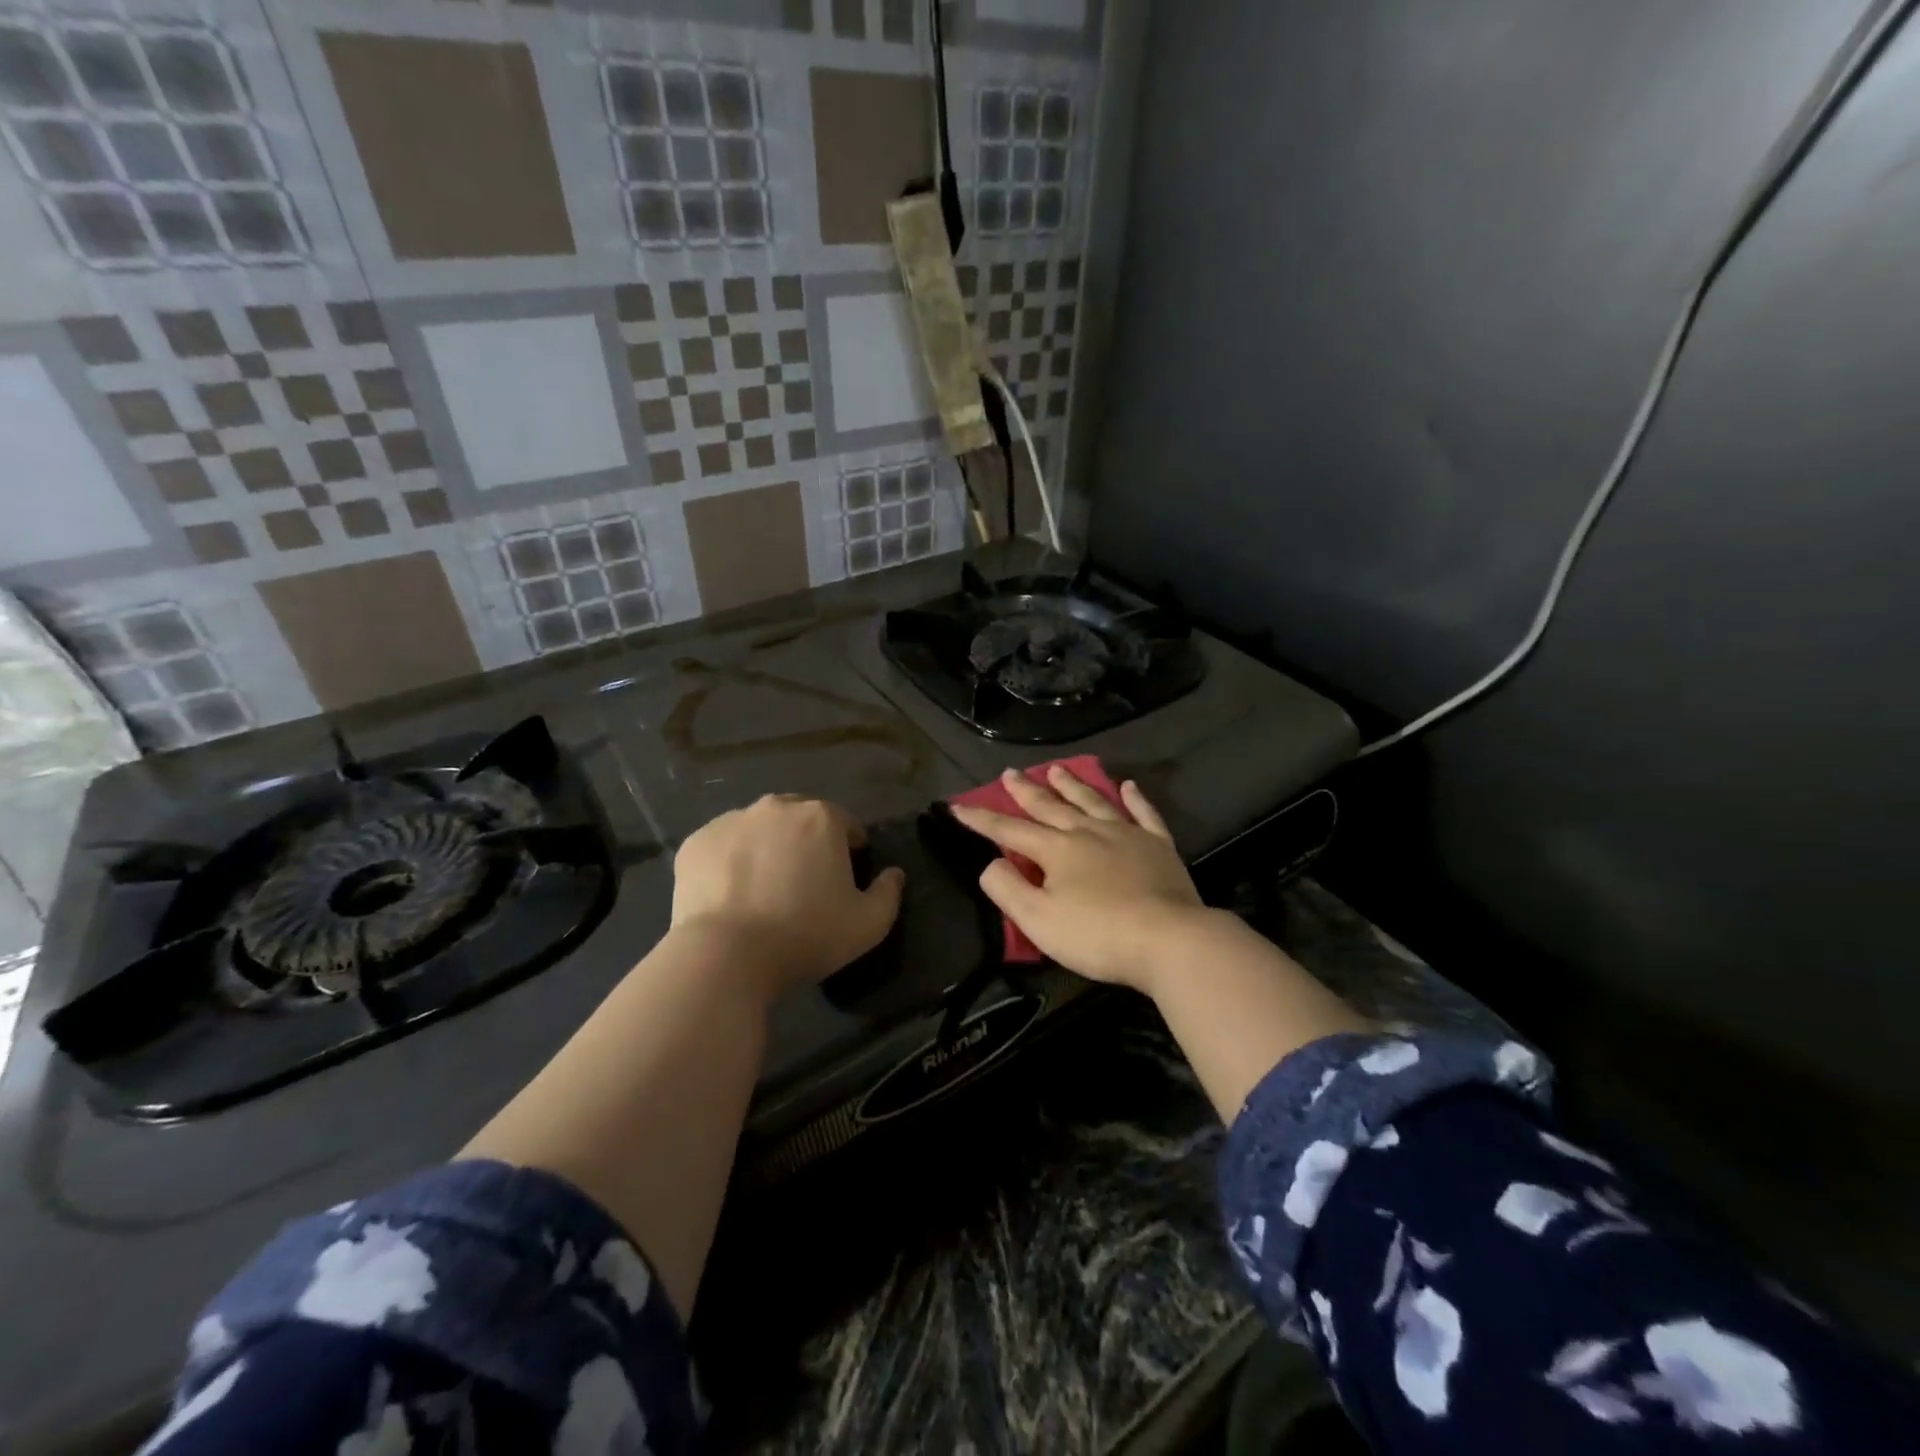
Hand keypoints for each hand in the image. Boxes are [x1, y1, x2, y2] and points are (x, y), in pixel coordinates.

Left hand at [669, 794, 904, 998]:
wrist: (725, 956)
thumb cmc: (805, 936)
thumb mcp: (868, 925)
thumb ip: (889, 893)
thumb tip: (894, 874)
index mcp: (821, 818)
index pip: (846, 823)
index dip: (851, 849)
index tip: (845, 879)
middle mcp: (776, 807)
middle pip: (800, 818)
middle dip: (807, 841)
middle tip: (804, 883)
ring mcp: (731, 821)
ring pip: (759, 828)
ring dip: (767, 847)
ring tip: (763, 888)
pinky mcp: (695, 842)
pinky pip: (723, 846)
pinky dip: (730, 861)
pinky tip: (730, 894)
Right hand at [949, 769, 1209, 993]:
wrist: (1169, 939)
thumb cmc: (1097, 934)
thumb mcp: (1038, 920)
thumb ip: (1007, 889)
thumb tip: (991, 863)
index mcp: (1056, 850)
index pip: (1010, 831)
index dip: (981, 820)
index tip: (958, 807)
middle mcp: (1088, 832)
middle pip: (1050, 807)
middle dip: (1026, 791)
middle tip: (1010, 772)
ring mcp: (1126, 835)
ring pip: (1093, 802)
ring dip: (1072, 785)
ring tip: (1057, 770)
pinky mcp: (1159, 846)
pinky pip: (1144, 814)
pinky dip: (1135, 798)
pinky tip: (1128, 786)